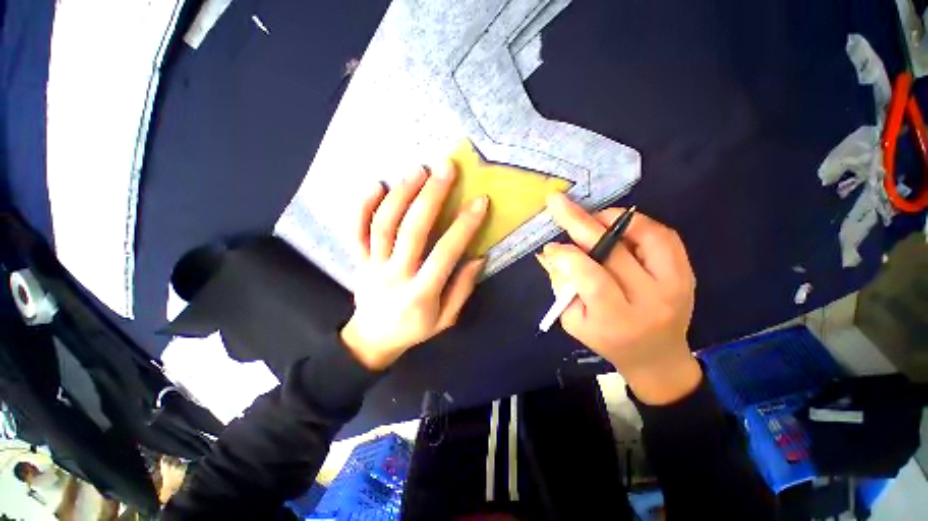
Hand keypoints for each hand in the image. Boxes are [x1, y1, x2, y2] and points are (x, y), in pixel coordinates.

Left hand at [341, 162, 487, 369]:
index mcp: (421, 294)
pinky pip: (355, 231)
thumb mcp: (446, 319)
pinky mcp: (358, 260)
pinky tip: (376, 185)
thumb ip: (462, 289)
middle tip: (446, 169)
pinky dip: (362, 206)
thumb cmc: (414, 329)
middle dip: (431, 196)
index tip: (479, 201)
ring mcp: (372, 266)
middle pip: (411, 230)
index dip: (464, 226)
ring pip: (383, 224)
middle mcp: (395, 275)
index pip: (445, 253)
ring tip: (418, 170)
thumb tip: (477, 257)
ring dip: (401, 194)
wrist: (372, 340)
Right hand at [537, 193, 700, 404]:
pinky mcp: (686, 273)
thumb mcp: (574, 321)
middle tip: (558, 202)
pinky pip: (663, 236)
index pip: (591, 277)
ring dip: (612, 219)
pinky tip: (616, 226)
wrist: (657, 357)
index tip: (550, 247)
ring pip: (645, 235)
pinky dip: (637, 223)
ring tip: (590, 219)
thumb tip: (549, 253)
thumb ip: (561, 285)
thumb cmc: (607, 340)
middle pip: (614, 251)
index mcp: (617, 319)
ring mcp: (676, 284)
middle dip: (580, 223)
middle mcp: (651, 299)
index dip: (567, 256)